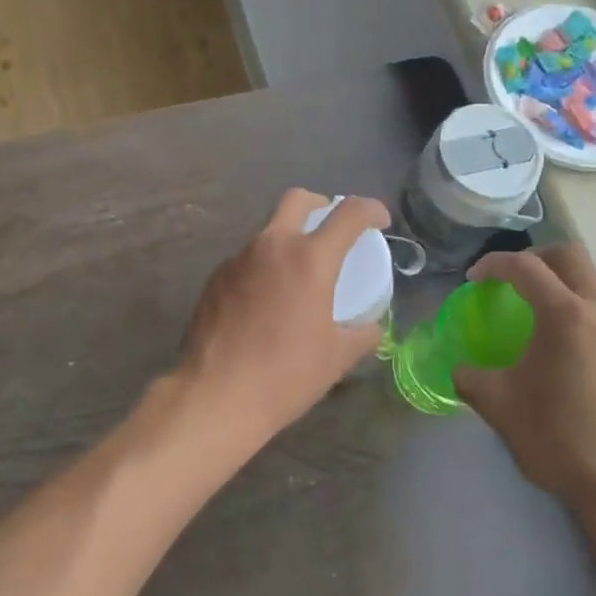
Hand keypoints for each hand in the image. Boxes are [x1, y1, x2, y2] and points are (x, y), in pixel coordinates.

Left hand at [175, 190, 391, 447]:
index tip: (380, 220)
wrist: (215, 396)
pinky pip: (247, 259)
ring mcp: (238, 259)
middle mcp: (272, 246)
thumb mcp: (337, 357)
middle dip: (321, 205)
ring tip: (299, 275)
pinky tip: (266, 301)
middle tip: (332, 229)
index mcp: (310, 259)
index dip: (371, 209)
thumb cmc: (285, 375)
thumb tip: (372, 326)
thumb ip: (362, 334)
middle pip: (298, 199)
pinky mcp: (215, 278)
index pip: (349, 214)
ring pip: (269, 230)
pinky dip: (265, 267)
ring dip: (289, 239)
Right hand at [455, 245, 595, 532]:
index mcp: (566, 315)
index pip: (525, 267)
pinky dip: (576, 308)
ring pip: (591, 281)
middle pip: (569, 256)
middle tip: (508, 280)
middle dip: (534, 258)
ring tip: (531, 313)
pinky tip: (560, 347)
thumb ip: (471, 379)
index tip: (473, 279)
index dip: (493, 264)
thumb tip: (460, 370)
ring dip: (559, 283)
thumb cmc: (562, 439)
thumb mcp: (501, 407)